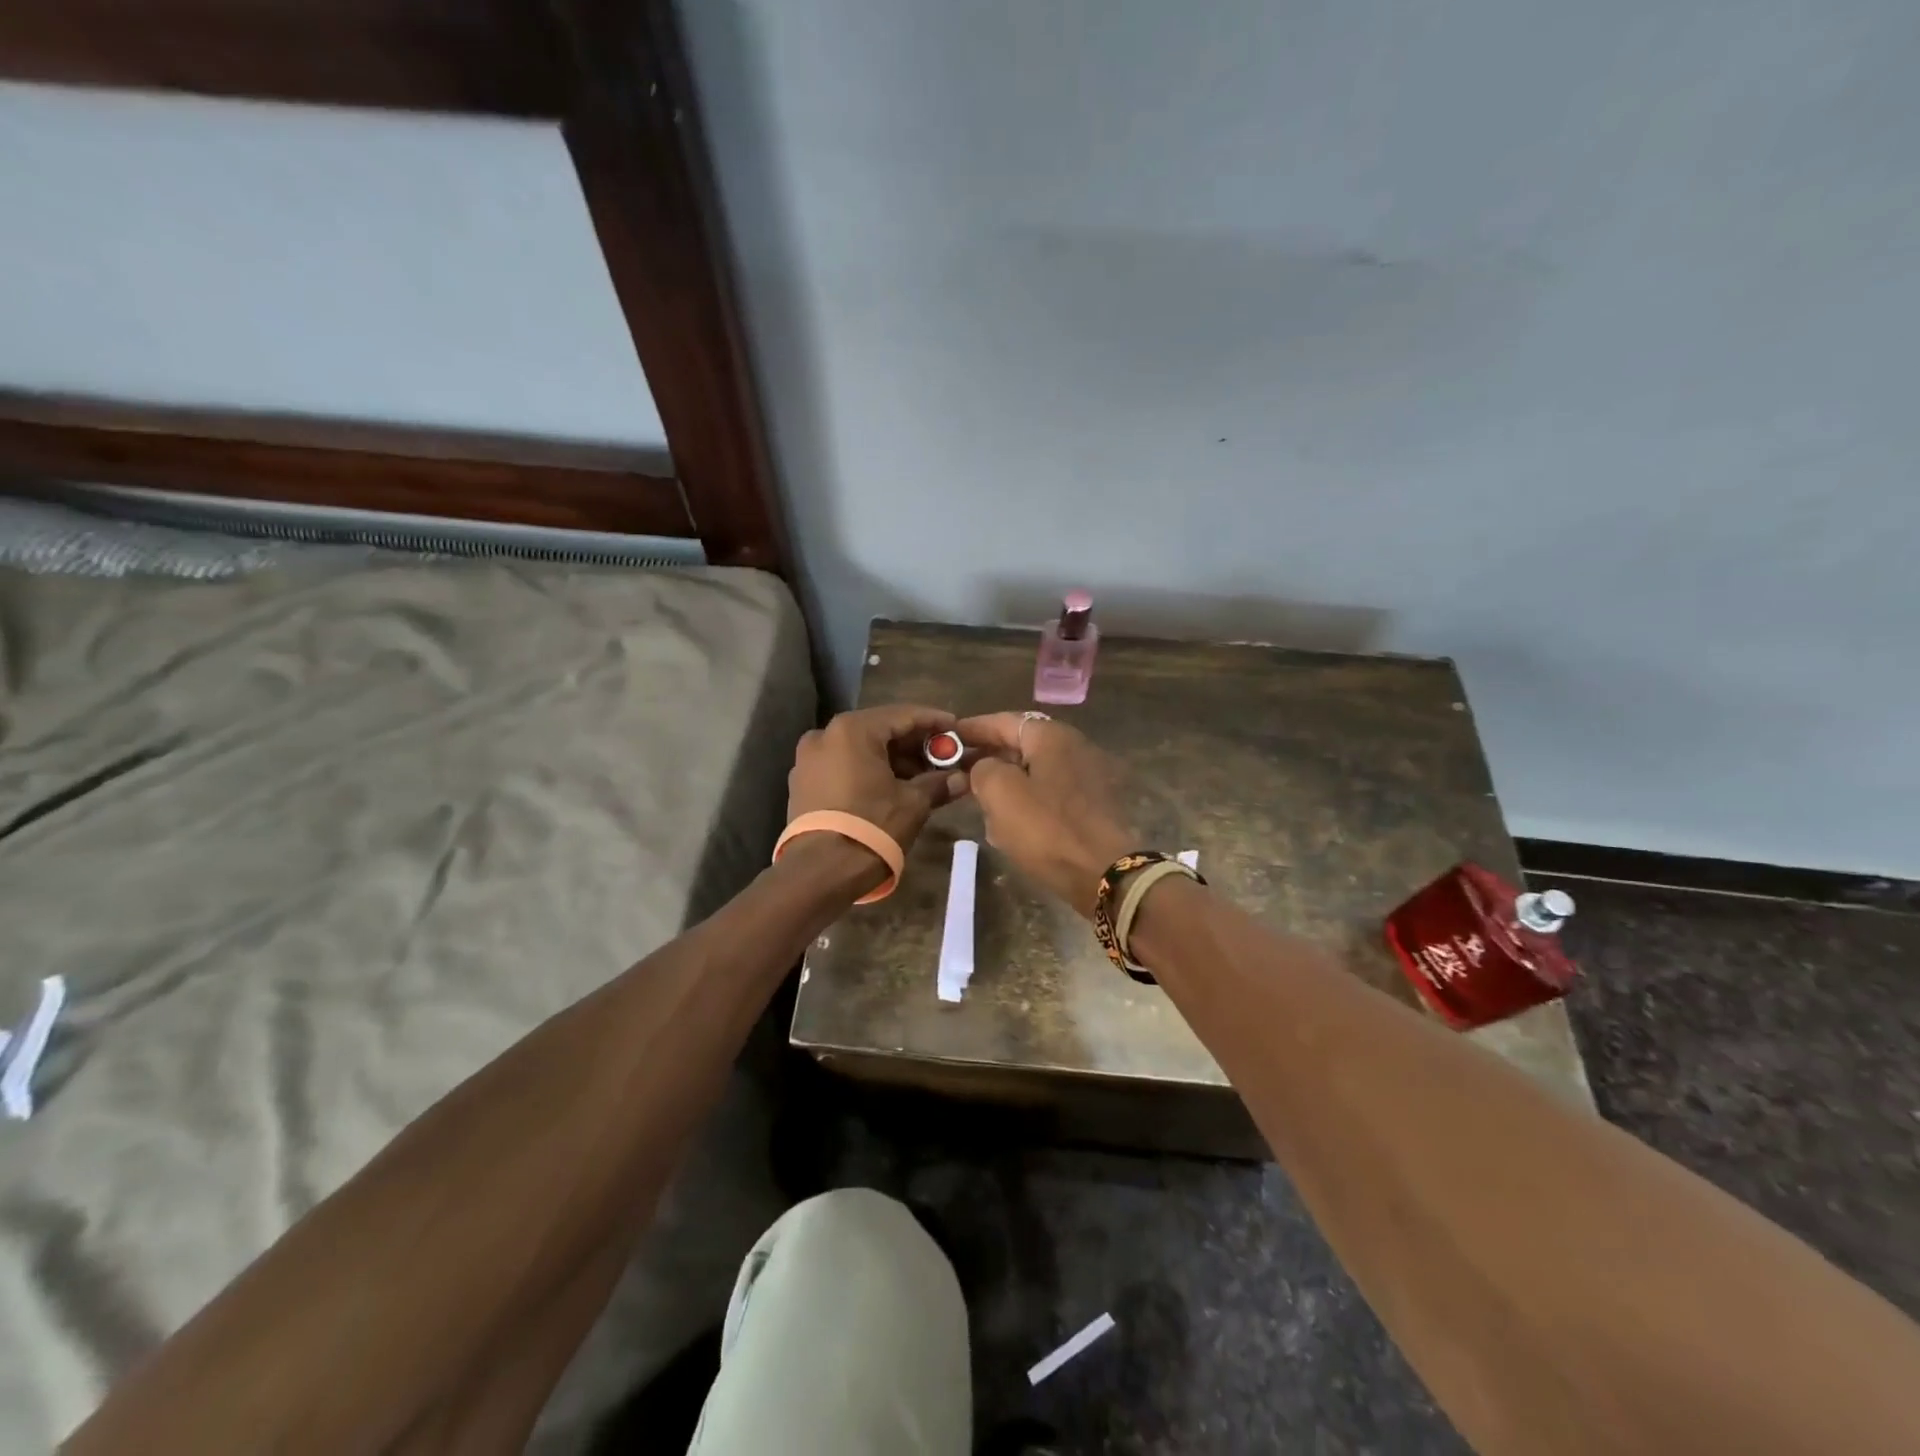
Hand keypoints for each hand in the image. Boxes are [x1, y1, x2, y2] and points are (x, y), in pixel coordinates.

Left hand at [786, 704, 970, 851]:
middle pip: (880, 731)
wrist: (820, 872)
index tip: (956, 728)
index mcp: (852, 730)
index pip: (903, 715)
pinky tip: (893, 788)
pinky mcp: (802, 785)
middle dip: (913, 744)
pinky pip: (843, 767)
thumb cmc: (872, 827)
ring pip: (860, 750)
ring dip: (892, 760)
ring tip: (923, 777)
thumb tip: (961, 779)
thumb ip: (938, 783)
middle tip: (943, 757)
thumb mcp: (913, 803)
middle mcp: (824, 735)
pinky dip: (869, 772)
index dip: (934, 721)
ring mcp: (808, 760)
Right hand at [955, 712, 1136, 917]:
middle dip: (988, 760)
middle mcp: (1074, 748)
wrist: (1105, 874)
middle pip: (1020, 747)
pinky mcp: (1093, 807)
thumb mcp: (1000, 792)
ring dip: (1006, 787)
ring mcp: (1087, 778)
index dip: (972, 729)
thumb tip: (985, 768)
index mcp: (1052, 736)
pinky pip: (1050, 797)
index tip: (946, 738)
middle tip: (958, 774)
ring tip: (981, 806)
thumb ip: (982, 769)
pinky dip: (1027, 806)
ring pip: (1033, 774)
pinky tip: (1010, 829)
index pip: (1003, 721)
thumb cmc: (1048, 828)